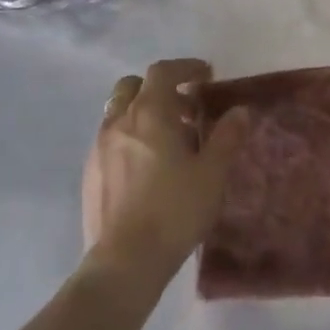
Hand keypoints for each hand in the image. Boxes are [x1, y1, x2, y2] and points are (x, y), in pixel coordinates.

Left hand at [81, 59, 248, 296]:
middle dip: (159, 88)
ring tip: (169, 140)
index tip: (206, 75)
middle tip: (186, 109)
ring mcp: (98, 148)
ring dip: (143, 113)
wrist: (124, 262)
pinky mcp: (89, 174)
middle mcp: (118, 122)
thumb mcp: (213, 173)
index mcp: (149, 113)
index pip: (162, 71)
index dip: (185, 67)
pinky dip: (129, 137)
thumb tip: (239, 111)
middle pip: (133, 86)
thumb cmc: (175, 210)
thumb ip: (227, 136)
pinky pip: (109, 140)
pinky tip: (147, 167)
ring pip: (118, 113)